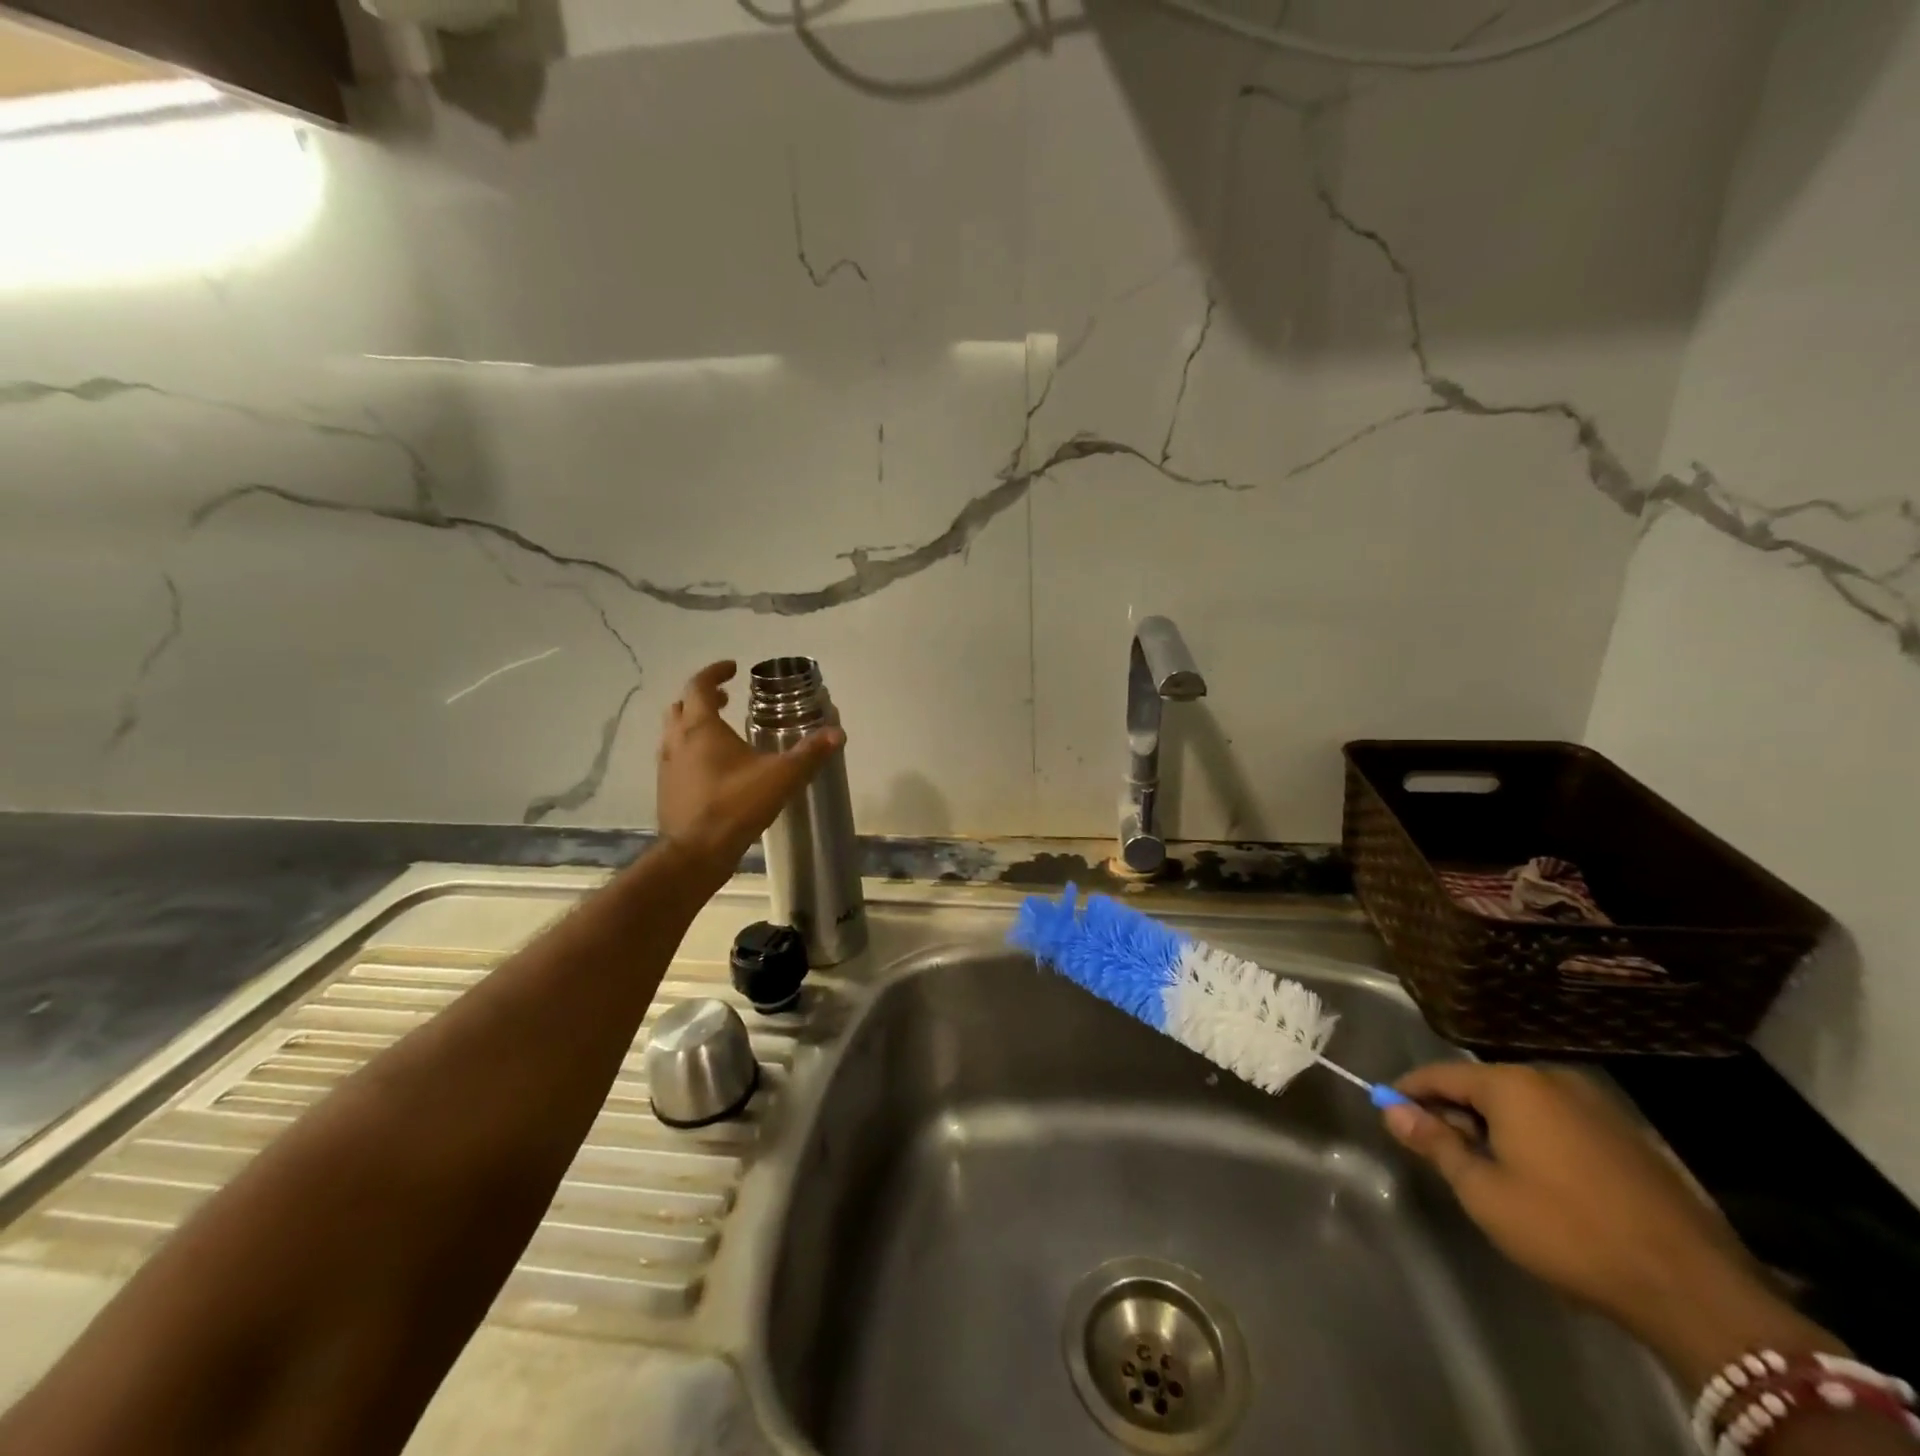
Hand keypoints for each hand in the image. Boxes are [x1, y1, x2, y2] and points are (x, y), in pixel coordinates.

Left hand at [656, 661, 845, 882]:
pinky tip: (713, 769)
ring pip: (674, 733)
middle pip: (682, 706)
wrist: (695, 853)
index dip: (715, 672)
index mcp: (701, 727)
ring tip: (720, 732)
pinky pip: (676, 758)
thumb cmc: (736, 805)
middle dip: (703, 698)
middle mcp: (677, 740)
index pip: (700, 686)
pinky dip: (691, 751)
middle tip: (727, 699)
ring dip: (694, 724)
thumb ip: (809, 754)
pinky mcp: (666, 790)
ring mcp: (667, 766)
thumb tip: (837, 733)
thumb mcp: (781, 777)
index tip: (732, 668)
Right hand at [1385, 1062, 1832, 1386]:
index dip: (1409, 1092)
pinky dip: (1535, 1137)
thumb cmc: (1568, 1232)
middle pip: (1483, 1085)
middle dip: (1454, 1112)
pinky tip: (1537, 1177)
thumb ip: (1434, 1143)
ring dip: (1496, 1126)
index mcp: (1513, 1084)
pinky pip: (1560, 1121)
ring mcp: (1598, 1105)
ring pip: (1524, 1104)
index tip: (1388, 1110)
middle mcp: (1553, 1079)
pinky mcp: (1630, 1136)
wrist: (1694, 1290)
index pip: (1441, 1074)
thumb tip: (1391, 1110)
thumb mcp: (1484, 1192)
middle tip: (1437, 1149)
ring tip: (1485, 1167)